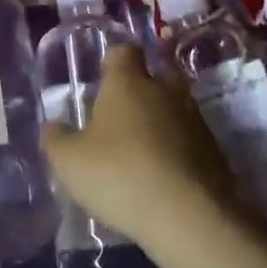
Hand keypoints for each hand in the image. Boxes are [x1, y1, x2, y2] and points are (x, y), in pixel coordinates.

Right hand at [41, 46, 237, 247]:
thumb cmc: (120, 175)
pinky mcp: (214, 150)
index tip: (101, 78)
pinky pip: (190, 140)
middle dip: (139, 91)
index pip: (123, 51)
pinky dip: (177, 150)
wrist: (189, 216)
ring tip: (141, 151)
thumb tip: (52, 126)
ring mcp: (194, 119)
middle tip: (119, 118)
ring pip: (174, 108)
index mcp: (128, 82)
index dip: (112, 61)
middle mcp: (165, 90)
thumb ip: (56, 139)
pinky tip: (163, 176)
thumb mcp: (70, 162)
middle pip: (153, 77)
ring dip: (160, 123)